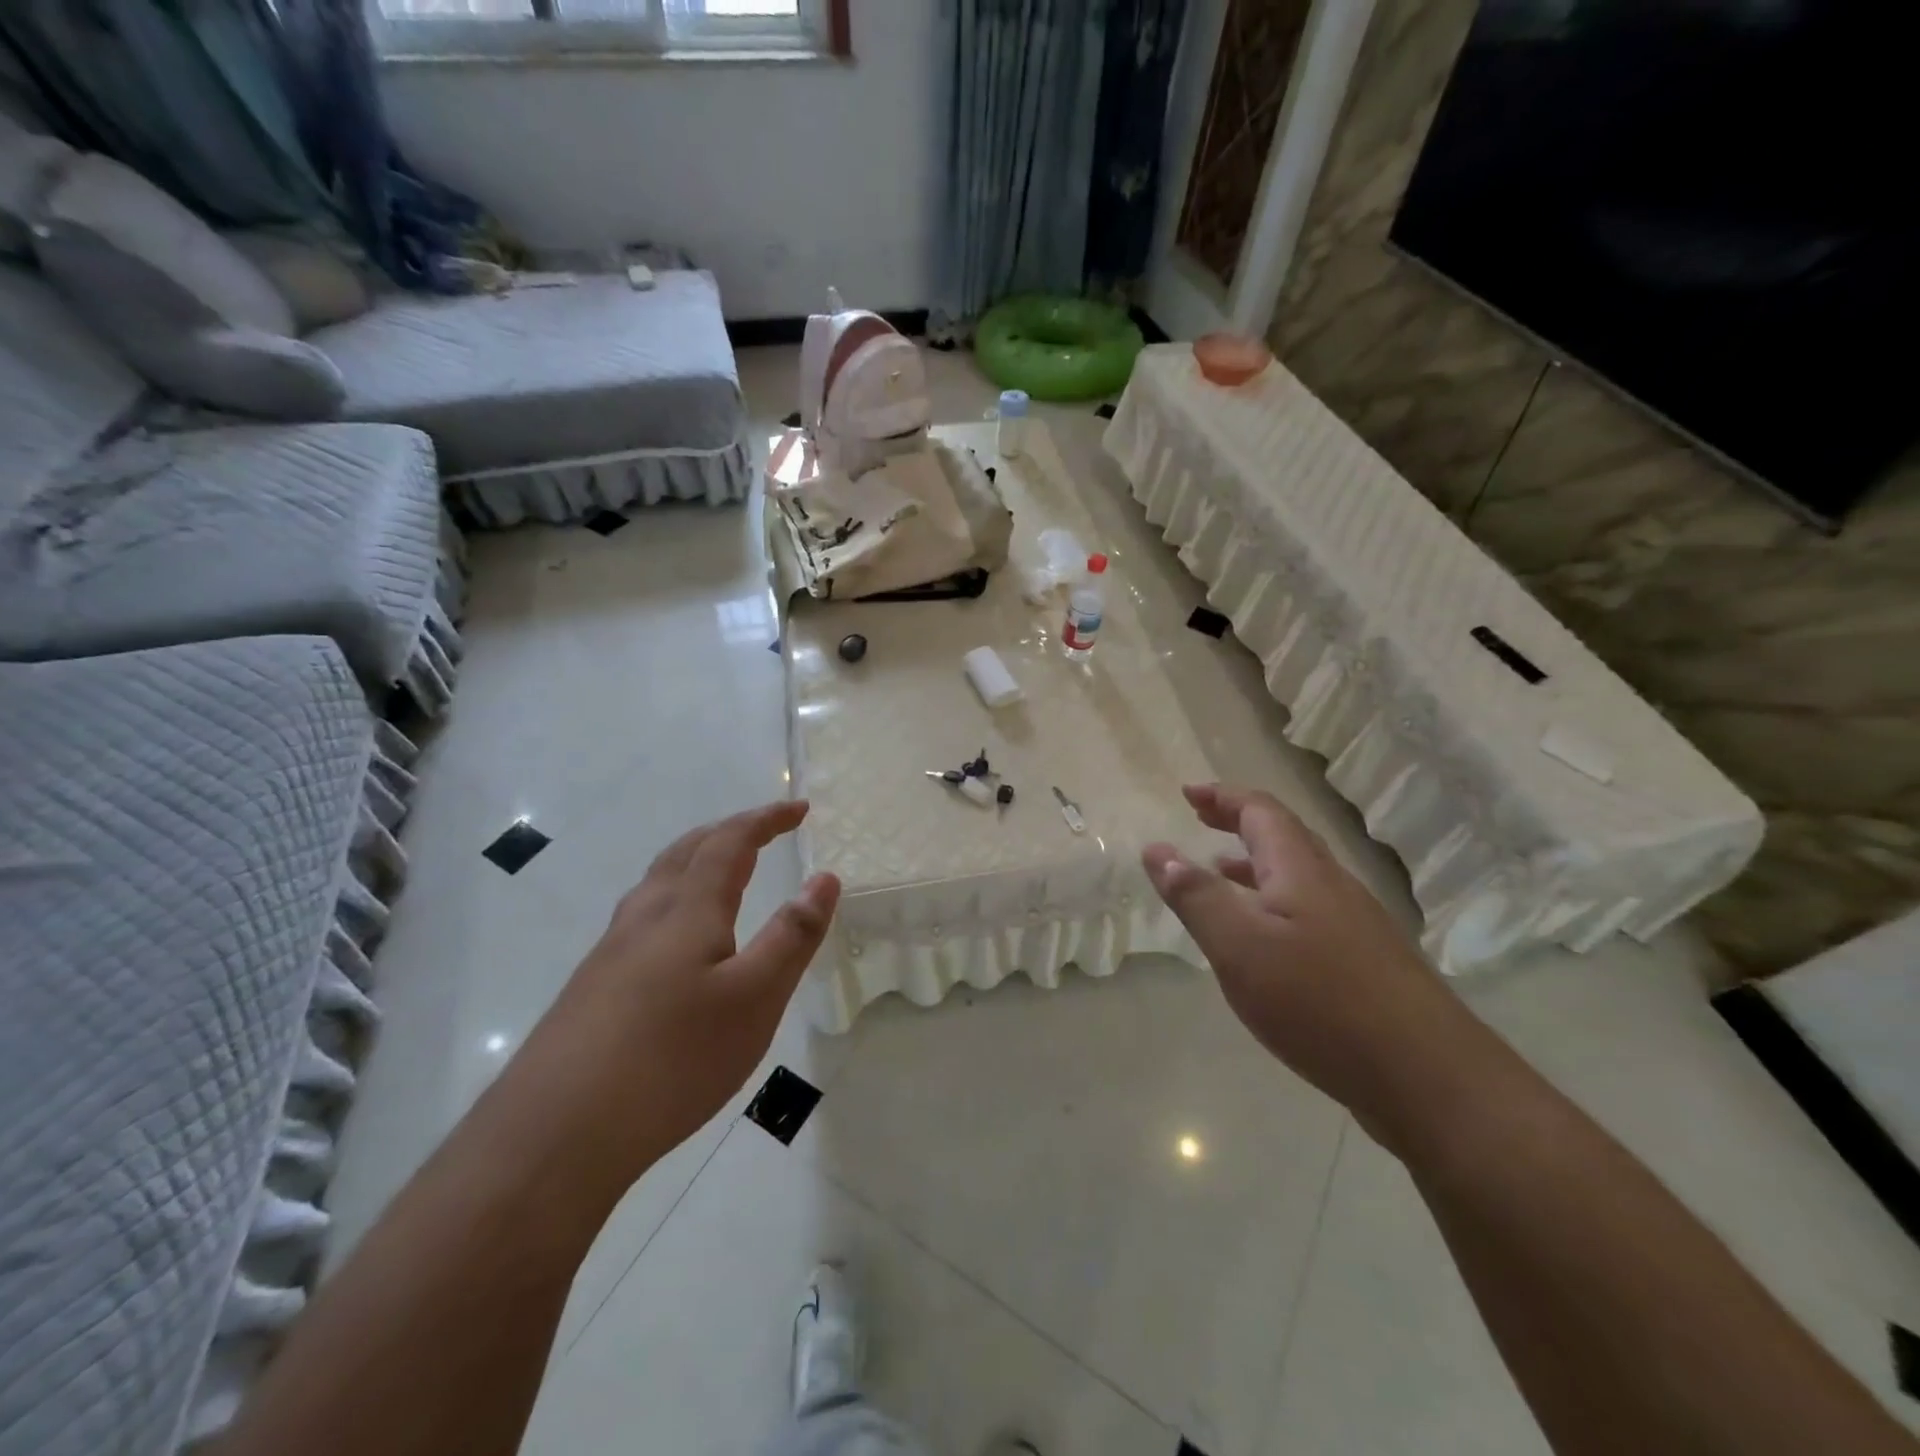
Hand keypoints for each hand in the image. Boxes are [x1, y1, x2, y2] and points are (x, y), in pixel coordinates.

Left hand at [512, 801, 839, 1187]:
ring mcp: (611, 952)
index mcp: (688, 909)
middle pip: (686, 851)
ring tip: (722, 873)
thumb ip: (792, 936)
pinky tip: (676, 943)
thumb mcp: (755, 998)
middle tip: (764, 831)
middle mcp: (645, 917)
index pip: (730, 842)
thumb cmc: (673, 1058)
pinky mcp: (592, 988)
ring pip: (657, 883)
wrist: (555, 1134)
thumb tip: (824, 877)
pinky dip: (674, 899)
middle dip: (728, 832)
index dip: (766, 819)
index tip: (800, 810)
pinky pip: (641, 918)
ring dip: (695, 861)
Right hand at [1142, 784, 1464, 1124]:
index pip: (1260, 811)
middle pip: (1284, 836)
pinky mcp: (1366, 961)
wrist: (1427, 1076)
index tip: (1188, 793)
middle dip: (1239, 821)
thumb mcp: (1239, 946)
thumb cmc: (1319, 1000)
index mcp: (1300, 869)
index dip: (1222, 797)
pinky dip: (1273, 902)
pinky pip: (1309, 910)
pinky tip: (1264, 940)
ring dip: (1255, 863)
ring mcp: (1356, 924)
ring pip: (1298, 875)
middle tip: (1201, 818)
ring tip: (1219, 872)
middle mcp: (1332, 885)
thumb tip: (1158, 850)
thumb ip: (1196, 896)